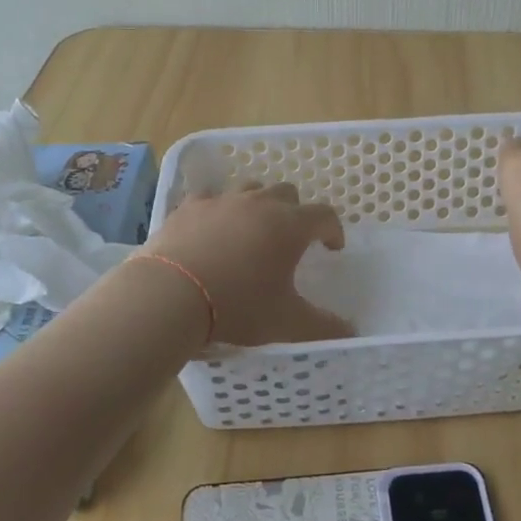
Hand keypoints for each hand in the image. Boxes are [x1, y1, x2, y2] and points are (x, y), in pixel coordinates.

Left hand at [142, 183, 354, 345]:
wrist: (170, 294)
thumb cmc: (237, 306)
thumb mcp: (285, 323)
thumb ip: (323, 326)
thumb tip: (350, 331)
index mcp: (290, 226)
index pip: (324, 216)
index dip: (333, 230)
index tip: (332, 248)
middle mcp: (260, 203)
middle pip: (287, 193)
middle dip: (295, 211)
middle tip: (290, 238)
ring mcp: (222, 200)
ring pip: (249, 189)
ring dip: (258, 204)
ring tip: (251, 229)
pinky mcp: (189, 206)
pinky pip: (209, 198)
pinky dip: (217, 210)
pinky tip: (210, 229)